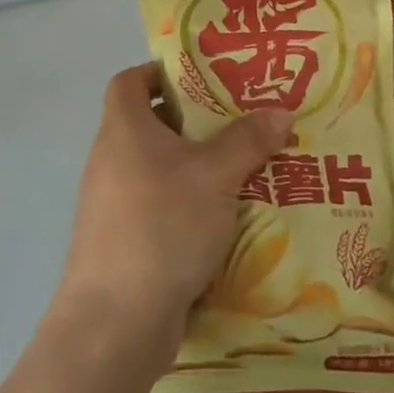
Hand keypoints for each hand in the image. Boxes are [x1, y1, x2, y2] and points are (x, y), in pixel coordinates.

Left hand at [58, 64, 291, 350]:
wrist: (116, 321)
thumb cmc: (162, 226)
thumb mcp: (215, 176)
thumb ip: (248, 140)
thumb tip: (281, 110)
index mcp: (124, 130)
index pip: (130, 81)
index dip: (161, 71)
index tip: (204, 77)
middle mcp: (111, 160)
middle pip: (152, 124)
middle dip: (197, 121)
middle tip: (243, 120)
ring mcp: (114, 204)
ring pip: (160, 169)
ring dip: (198, 166)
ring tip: (247, 166)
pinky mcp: (124, 241)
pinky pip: (161, 206)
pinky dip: (190, 204)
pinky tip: (229, 217)